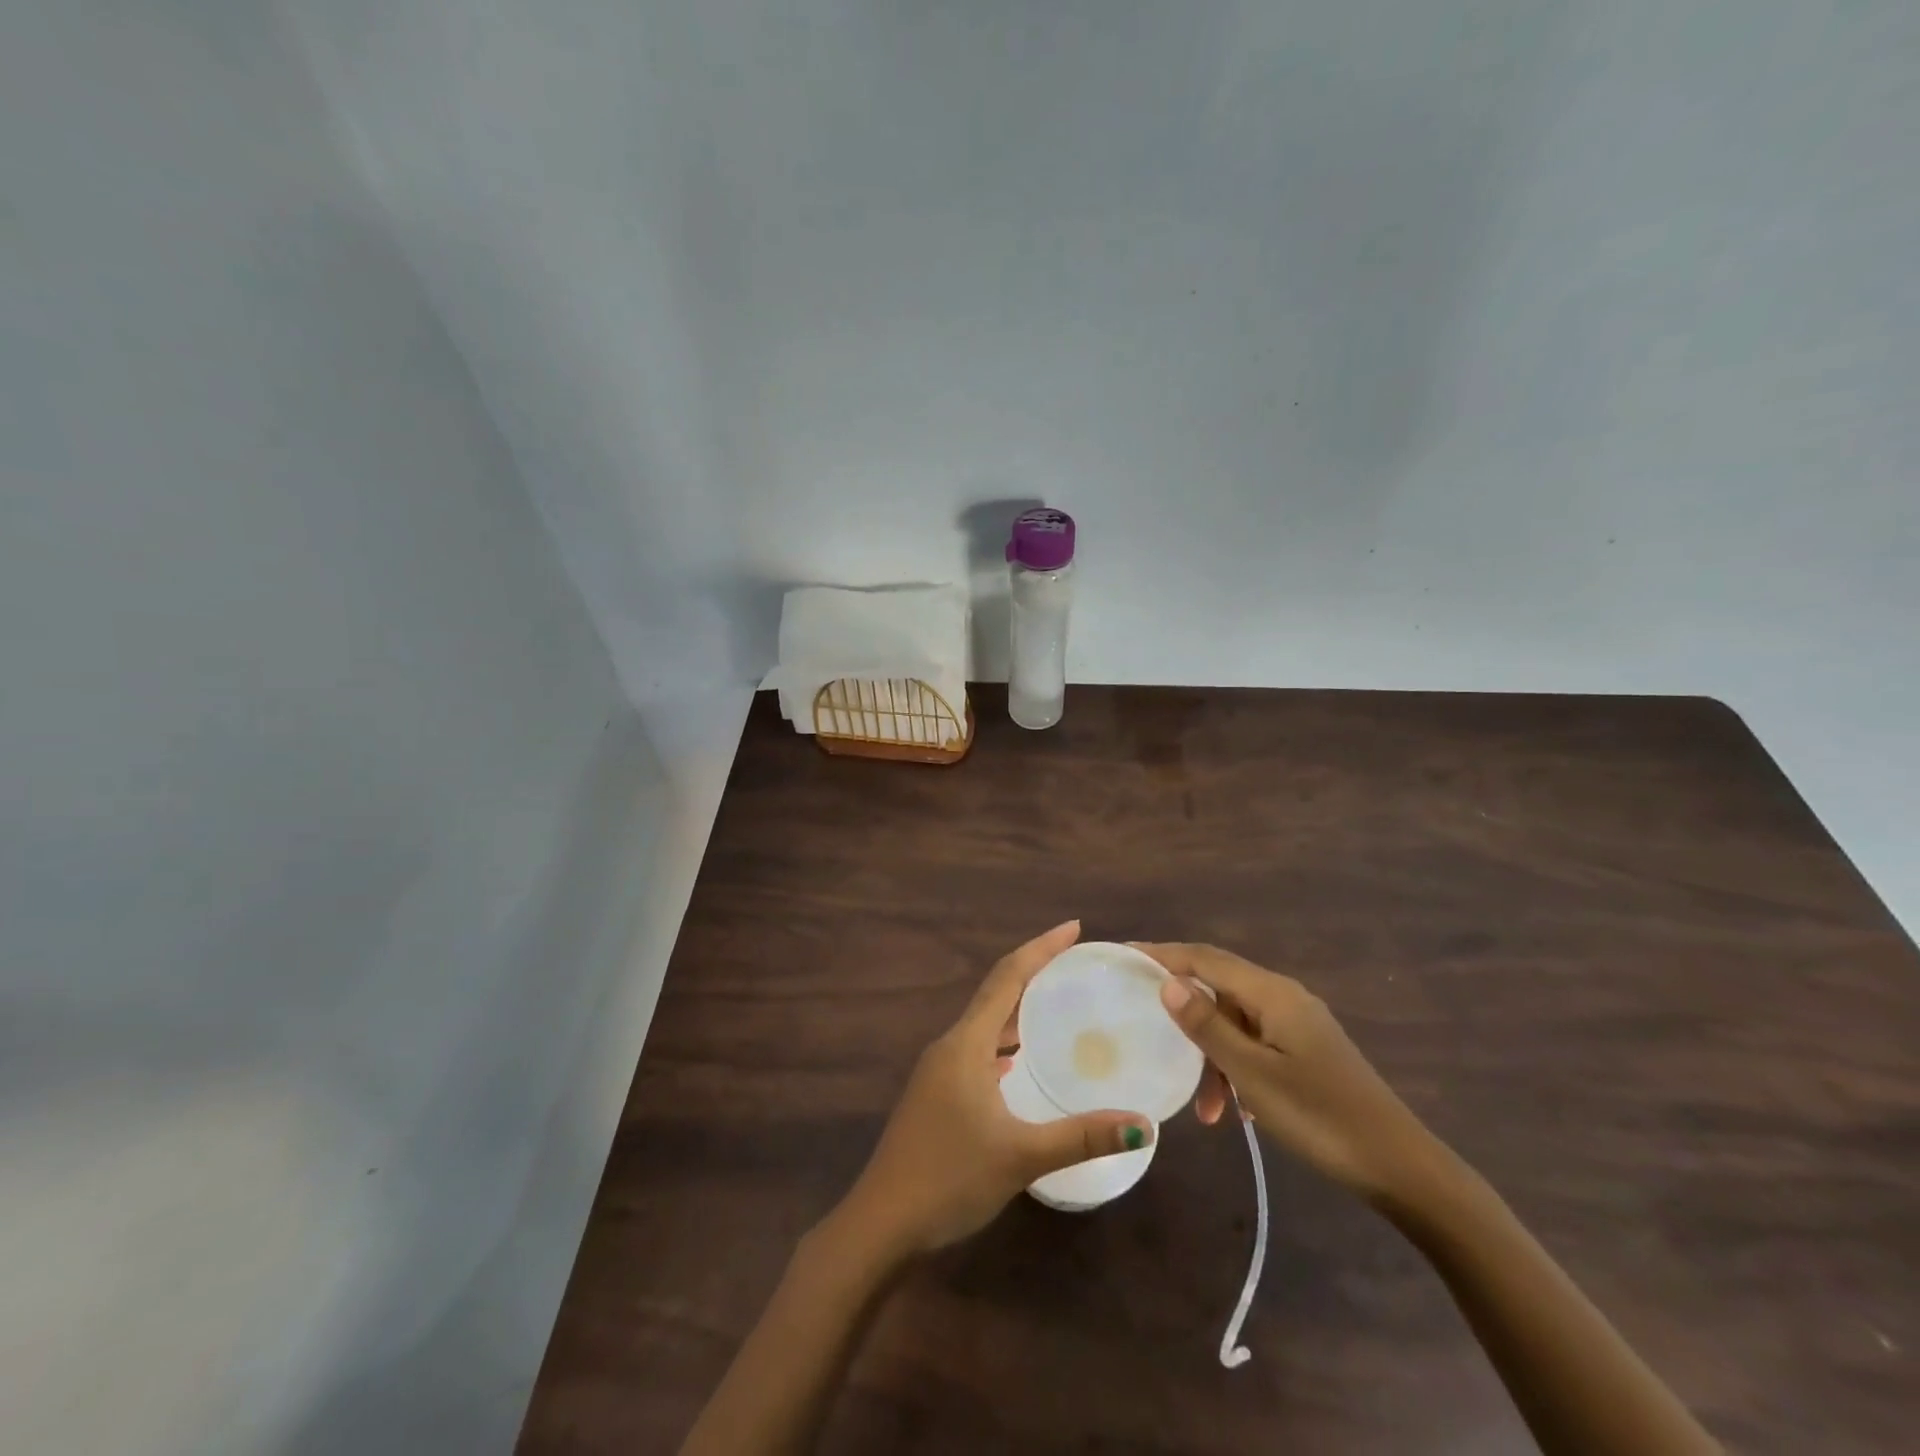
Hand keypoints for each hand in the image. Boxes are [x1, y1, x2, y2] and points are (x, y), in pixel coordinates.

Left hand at [839, 922, 1154, 1255]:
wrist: (881, 1222)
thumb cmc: (949, 1177)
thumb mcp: (1020, 1156)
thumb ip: (1082, 1136)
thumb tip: (1144, 1125)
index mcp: (966, 1043)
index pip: (1007, 977)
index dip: (1041, 948)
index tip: (1074, 928)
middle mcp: (951, 1045)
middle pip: (996, 993)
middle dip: (1035, 972)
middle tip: (1077, 963)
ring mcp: (940, 1070)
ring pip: (986, 1023)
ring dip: (1019, 1008)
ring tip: (1059, 1002)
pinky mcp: (938, 1093)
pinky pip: (979, 1049)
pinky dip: (1006, 1041)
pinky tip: (1022, 1059)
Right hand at [1138, 942, 1437, 1203]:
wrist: (1401, 1168)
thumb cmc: (1321, 1117)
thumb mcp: (1254, 1074)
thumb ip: (1208, 1027)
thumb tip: (1168, 982)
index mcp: (1272, 994)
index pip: (1204, 958)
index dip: (1162, 954)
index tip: (1123, 955)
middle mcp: (1284, 998)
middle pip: (1219, 989)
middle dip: (1185, 1013)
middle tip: (1146, 1029)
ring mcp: (1299, 1025)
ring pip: (1237, 1024)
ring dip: (1213, 1057)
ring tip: (1206, 1110)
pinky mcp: (1308, 1052)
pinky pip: (1256, 1045)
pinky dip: (1237, 1069)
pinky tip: (1236, 1109)